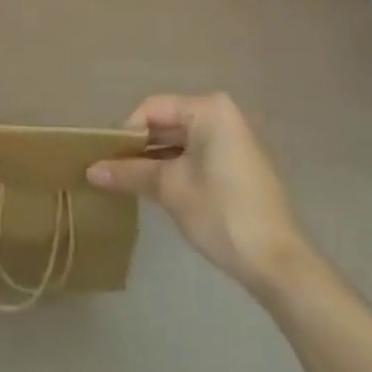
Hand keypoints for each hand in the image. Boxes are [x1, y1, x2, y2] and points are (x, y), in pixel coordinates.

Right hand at [87, 92, 305, 296]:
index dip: (125, 131)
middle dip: (138, 146)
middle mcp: (222, 115)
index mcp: (208, 109)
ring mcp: (233, 140)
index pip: (152, 108)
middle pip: (167, 122)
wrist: (280, 264)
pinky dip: (174, 168)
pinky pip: (196, 155)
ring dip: (154, 159)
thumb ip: (130, 173)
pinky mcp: (238, 165)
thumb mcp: (170, 189)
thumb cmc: (222, 213)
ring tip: (125, 181)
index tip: (104, 157)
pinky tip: (154, 188)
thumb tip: (91, 170)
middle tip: (109, 169)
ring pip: (180, 141)